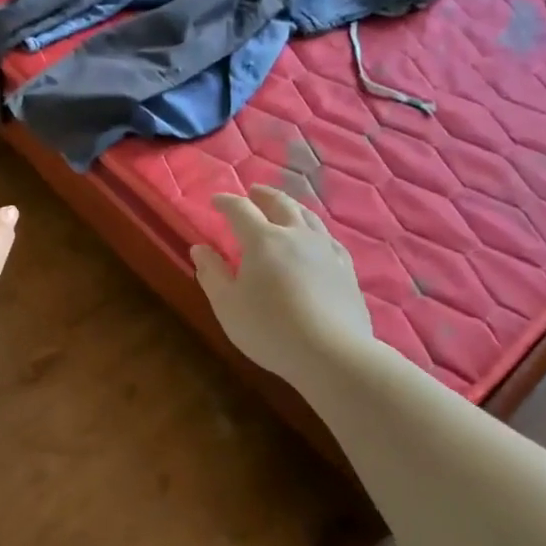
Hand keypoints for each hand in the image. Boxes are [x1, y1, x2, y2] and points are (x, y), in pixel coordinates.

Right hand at [191, 186, 375, 380]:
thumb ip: (211, 273)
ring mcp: (325, 250)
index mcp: (263, 240)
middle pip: (280, 204)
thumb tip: (199, 248)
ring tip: (284, 207)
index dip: (226, 202)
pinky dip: (315, 230)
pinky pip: (328, 238)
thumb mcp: (227, 305)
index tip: (216, 201)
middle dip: (263, 195)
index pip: (240, 210)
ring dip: (291, 206)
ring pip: (308, 217)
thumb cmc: (270, 329)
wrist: (332, 354)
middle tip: (254, 192)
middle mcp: (296, 235)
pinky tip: (316, 238)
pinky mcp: (346, 268)